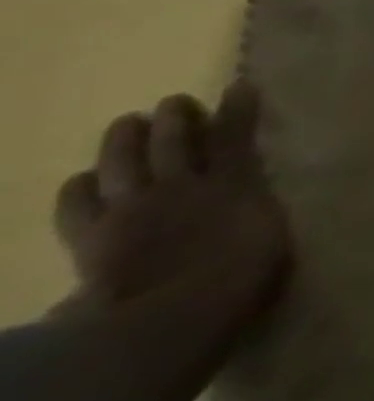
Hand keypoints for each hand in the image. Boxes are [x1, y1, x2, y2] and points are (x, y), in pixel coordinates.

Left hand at [55, 81, 290, 326]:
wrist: (174, 315)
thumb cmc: (241, 277)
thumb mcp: (269, 241)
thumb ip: (257, 216)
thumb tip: (256, 208)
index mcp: (235, 184)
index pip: (235, 136)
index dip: (237, 109)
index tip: (239, 85)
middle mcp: (184, 185)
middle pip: (174, 141)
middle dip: (175, 117)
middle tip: (174, 103)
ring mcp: (135, 208)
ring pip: (124, 161)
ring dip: (124, 139)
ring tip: (126, 123)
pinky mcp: (94, 236)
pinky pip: (78, 206)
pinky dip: (80, 188)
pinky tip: (81, 180)